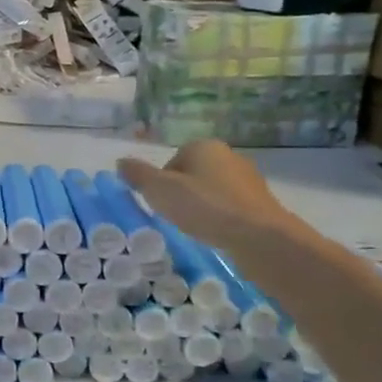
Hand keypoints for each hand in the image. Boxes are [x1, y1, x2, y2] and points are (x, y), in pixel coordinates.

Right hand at [118, 141, 312, 256]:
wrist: (258, 236)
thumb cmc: (204, 207)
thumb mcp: (159, 190)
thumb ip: (138, 175)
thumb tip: (121, 162)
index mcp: (203, 146)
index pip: (172, 161)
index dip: (162, 183)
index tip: (161, 203)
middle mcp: (228, 155)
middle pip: (192, 174)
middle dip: (182, 193)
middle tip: (175, 216)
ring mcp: (248, 179)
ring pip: (212, 191)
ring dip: (202, 206)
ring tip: (196, 227)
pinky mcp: (261, 202)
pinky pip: (230, 207)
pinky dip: (220, 217)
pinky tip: (217, 233)